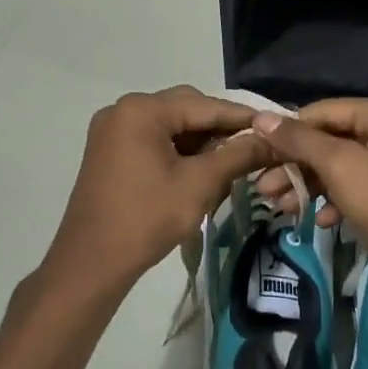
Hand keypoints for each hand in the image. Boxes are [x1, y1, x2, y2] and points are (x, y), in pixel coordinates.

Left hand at [41, 86, 272, 295]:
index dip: (242, 117)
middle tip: (256, 146)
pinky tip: (203, 168)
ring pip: (170, 125)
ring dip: (201, 140)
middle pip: (186, 109)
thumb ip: (238, 156)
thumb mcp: (199, 185)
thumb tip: (272, 140)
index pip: (204, 105)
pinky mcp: (110, 151)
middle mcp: (124, 110)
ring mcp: (113, 131)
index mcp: (142, 110)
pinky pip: (154, 140)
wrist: (91, 263)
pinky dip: (179, 151)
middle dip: (220, 128)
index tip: (276, 126)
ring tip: (234, 160)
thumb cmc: (147, 219)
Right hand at [252, 98, 367, 273]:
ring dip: (311, 187)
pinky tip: (320, 222)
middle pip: (333, 141)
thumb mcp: (341, 167)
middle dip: (296, 166)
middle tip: (263, 191)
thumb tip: (260, 118)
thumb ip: (300, 141)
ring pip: (344, 169)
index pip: (324, 112)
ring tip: (280, 209)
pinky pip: (361, 190)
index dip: (288, 132)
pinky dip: (338, 202)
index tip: (256, 155)